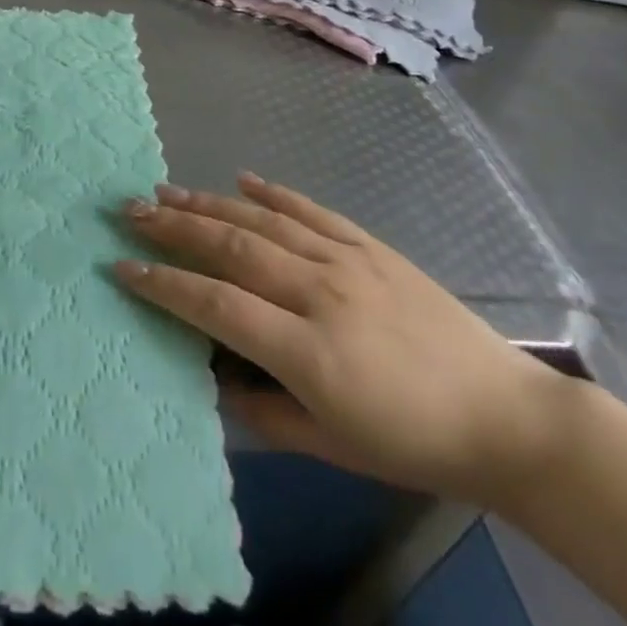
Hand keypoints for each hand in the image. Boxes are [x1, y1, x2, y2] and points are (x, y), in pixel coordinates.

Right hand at [115, 174, 573, 504]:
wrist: (505, 416)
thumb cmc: (414, 443)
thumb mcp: (333, 448)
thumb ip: (265, 414)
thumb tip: (214, 380)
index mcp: (309, 351)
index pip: (216, 306)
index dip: (164, 286)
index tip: (122, 267)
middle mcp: (320, 292)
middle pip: (232, 247)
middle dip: (174, 227)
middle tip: (130, 210)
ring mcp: (348, 261)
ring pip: (264, 220)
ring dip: (209, 202)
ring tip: (167, 190)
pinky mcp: (371, 247)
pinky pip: (312, 211)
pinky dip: (274, 191)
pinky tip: (243, 177)